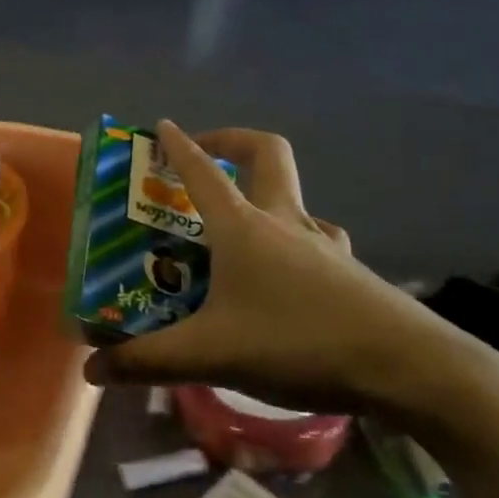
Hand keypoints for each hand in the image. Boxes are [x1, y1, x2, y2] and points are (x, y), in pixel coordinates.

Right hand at [86, 122, 498, 429]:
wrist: (406, 367)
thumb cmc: (298, 342)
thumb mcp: (210, 354)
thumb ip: (147, 361)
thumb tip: (92, 370)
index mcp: (245, 228)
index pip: (203, 172)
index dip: (179, 146)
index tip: (162, 127)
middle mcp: (285, 222)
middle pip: (267, 154)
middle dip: (233, 142)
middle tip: (208, 157)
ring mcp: (324, 244)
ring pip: (296, 199)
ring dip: (267, 196)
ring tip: (242, 227)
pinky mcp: (350, 272)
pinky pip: (318, 239)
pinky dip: (296, 240)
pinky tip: (289, 274)